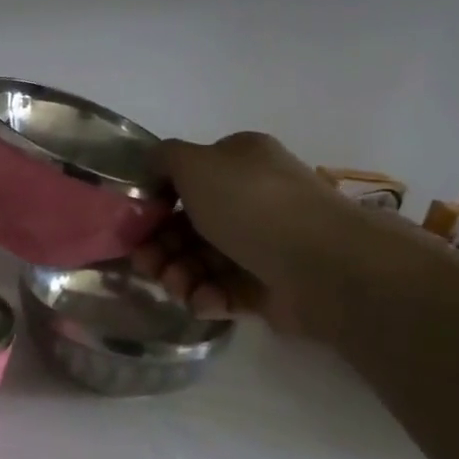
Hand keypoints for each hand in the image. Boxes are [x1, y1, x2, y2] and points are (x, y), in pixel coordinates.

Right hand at [132, 132, 371, 340]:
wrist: (323, 265)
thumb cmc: (252, 205)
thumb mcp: (196, 163)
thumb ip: (164, 158)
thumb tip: (151, 167)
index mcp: (239, 163)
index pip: (188, 179)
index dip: (156, 201)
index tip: (135, 223)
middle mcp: (251, 200)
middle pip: (188, 225)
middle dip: (160, 245)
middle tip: (145, 264)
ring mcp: (261, 245)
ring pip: (201, 261)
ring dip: (177, 274)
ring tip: (175, 286)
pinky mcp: (267, 287)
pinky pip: (223, 291)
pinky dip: (206, 296)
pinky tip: (200, 300)